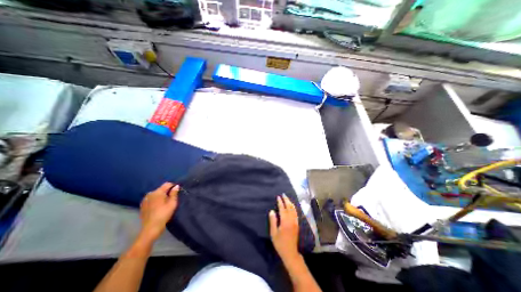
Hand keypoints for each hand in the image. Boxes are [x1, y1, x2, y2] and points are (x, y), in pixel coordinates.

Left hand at [139, 184, 178, 242]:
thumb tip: (176, 186)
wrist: (151, 227)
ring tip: (165, 203)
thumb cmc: (164, 214)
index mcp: (158, 192)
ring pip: (156, 193)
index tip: (177, 191)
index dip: (173, 186)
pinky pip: (151, 198)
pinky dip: (156, 200)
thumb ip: (174, 193)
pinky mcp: (143, 205)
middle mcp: (150, 193)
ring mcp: (145, 199)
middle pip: (161, 188)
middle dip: (167, 191)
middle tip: (172, 198)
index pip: (167, 184)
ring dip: (161, 195)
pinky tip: (158, 206)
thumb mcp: (172, 203)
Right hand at [269, 196, 301, 260]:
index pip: (283, 209)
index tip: (278, 197)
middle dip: (286, 200)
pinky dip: (293, 208)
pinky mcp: (297, 224)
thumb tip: (272, 211)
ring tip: (287, 198)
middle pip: (289, 207)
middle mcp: (292, 220)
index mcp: (285, 221)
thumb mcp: (273, 233)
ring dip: (290, 203)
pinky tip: (292, 206)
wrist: (290, 253)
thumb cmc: (280, 243)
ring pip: (294, 209)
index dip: (280, 202)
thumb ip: (273, 221)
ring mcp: (295, 222)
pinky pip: (296, 213)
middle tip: (283, 194)